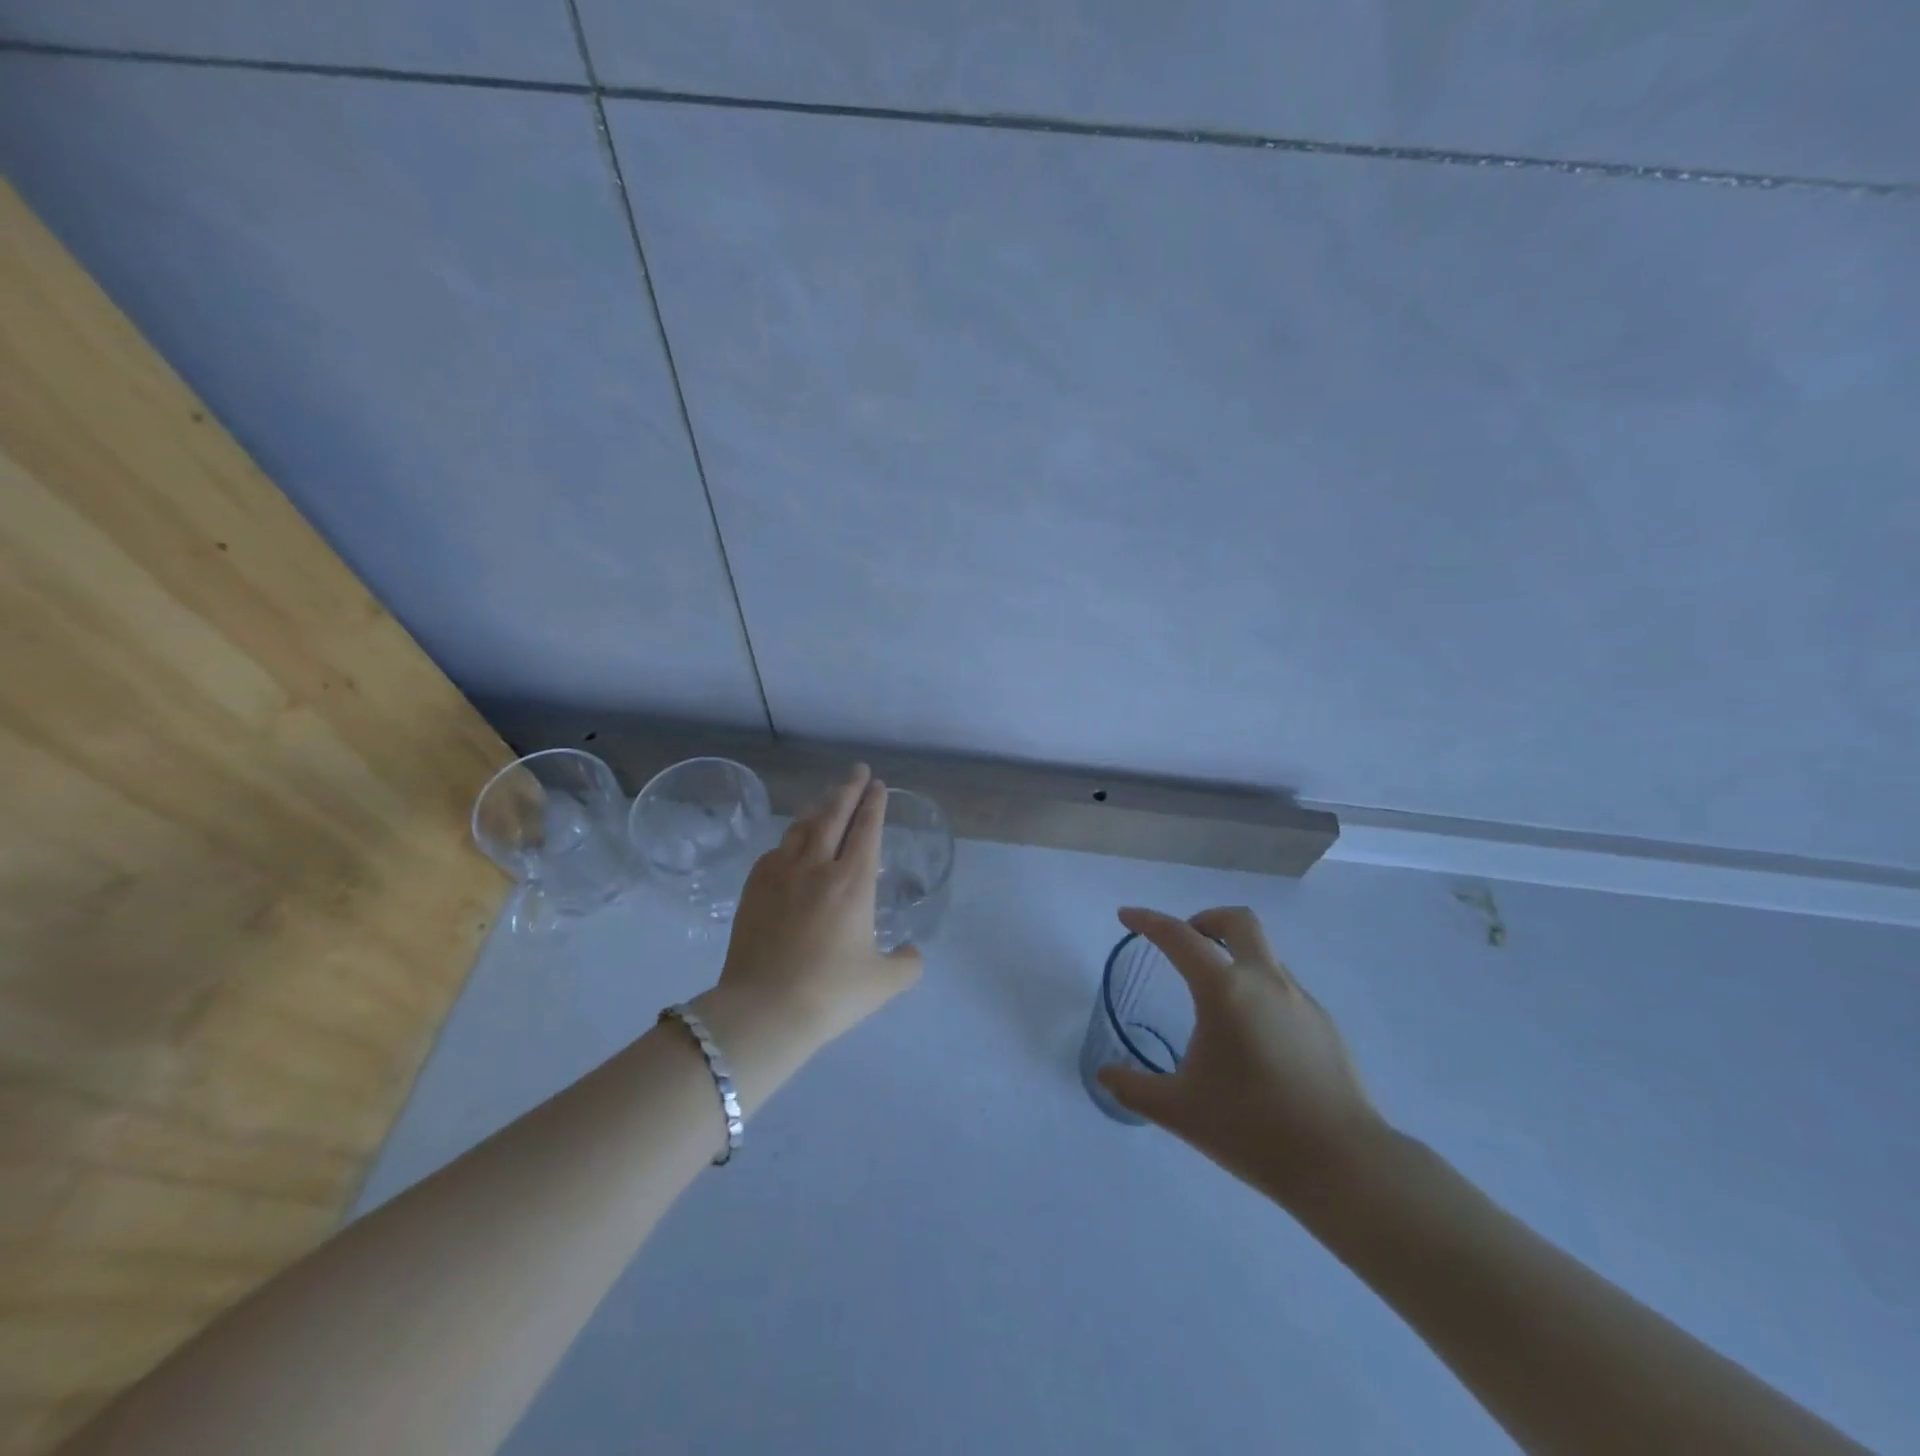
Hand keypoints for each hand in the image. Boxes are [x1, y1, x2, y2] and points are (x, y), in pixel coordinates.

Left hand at [707, 765, 922, 1048]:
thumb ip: (906, 965)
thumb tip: (912, 953)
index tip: (878, 785)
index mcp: (853, 883)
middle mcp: (817, 867)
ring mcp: (781, 875)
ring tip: (826, 798)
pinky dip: (789, 840)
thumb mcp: (882, 984)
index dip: (875, 804)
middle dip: (848, 790)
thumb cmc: (830, 993)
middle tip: (857, 771)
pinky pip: (775, 852)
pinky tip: (790, 844)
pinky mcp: (753, 889)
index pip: (867, 830)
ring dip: (818, 808)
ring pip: (801, 828)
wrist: (763, 1009)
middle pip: (834, 816)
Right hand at [1098, 906, 1387, 1205]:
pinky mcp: (1325, 1026)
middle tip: (1186, 944)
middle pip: (1238, 922)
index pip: (1179, 937)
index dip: (1148, 921)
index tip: (1126, 917)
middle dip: (1206, 920)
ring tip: (1216, 1004)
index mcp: (1225, 990)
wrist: (1344, 1165)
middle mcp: (1265, 981)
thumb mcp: (1179, 1110)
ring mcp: (1301, 1001)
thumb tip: (1105, 1075)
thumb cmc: (1252, 1128)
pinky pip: (1284, 989)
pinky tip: (1253, 1040)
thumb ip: (1134, 1089)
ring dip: (1235, 959)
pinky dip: (1259, 991)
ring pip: (1264, 955)